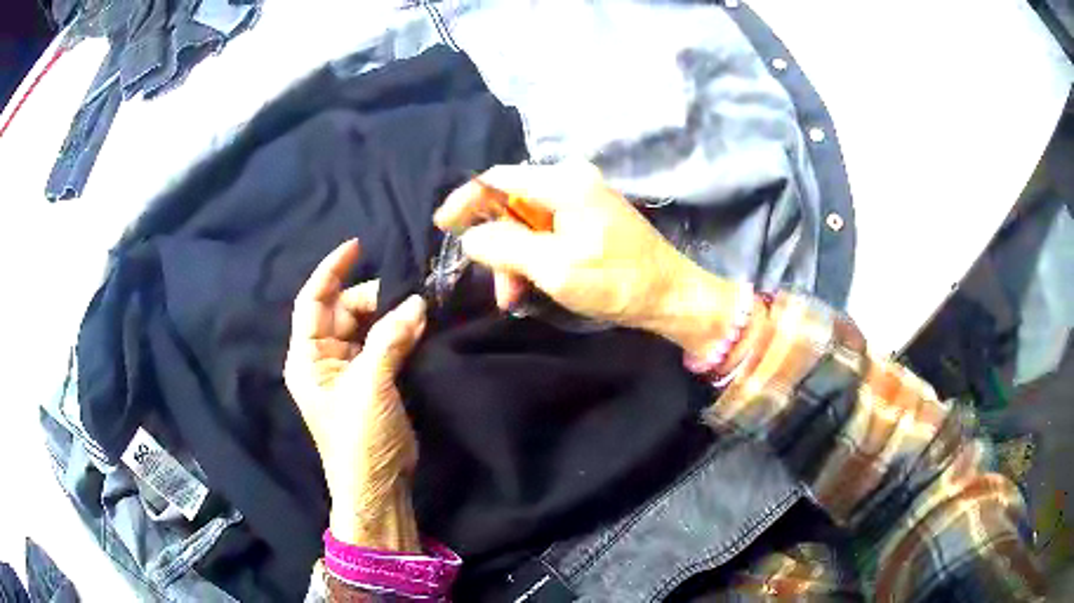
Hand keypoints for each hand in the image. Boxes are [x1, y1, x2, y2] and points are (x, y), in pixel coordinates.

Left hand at [284, 239, 425, 550]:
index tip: (358, 246)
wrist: (378, 484)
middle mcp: (324, 357)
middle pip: (344, 310)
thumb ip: (389, 340)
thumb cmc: (359, 437)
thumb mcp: (370, 386)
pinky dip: (400, 333)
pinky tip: (421, 327)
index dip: (331, 270)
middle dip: (374, 298)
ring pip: (367, 326)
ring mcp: (349, 369)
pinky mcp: (372, 380)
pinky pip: (384, 344)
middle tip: (410, 296)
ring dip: (392, 316)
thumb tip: (416, 303)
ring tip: (421, 311)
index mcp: (308, 357)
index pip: (313, 300)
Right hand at [434, 162, 737, 354]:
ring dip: (515, 260)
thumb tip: (470, 237)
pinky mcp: (590, 218)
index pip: (498, 179)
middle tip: (496, 287)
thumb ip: (505, 247)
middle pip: (512, 204)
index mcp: (563, 182)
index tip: (442, 225)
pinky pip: (547, 232)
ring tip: (515, 297)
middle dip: (497, 246)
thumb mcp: (553, 267)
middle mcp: (572, 180)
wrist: (671, 296)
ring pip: (527, 224)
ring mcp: (583, 199)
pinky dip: (534, 258)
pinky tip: (532, 286)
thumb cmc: (616, 281)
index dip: (466, 199)